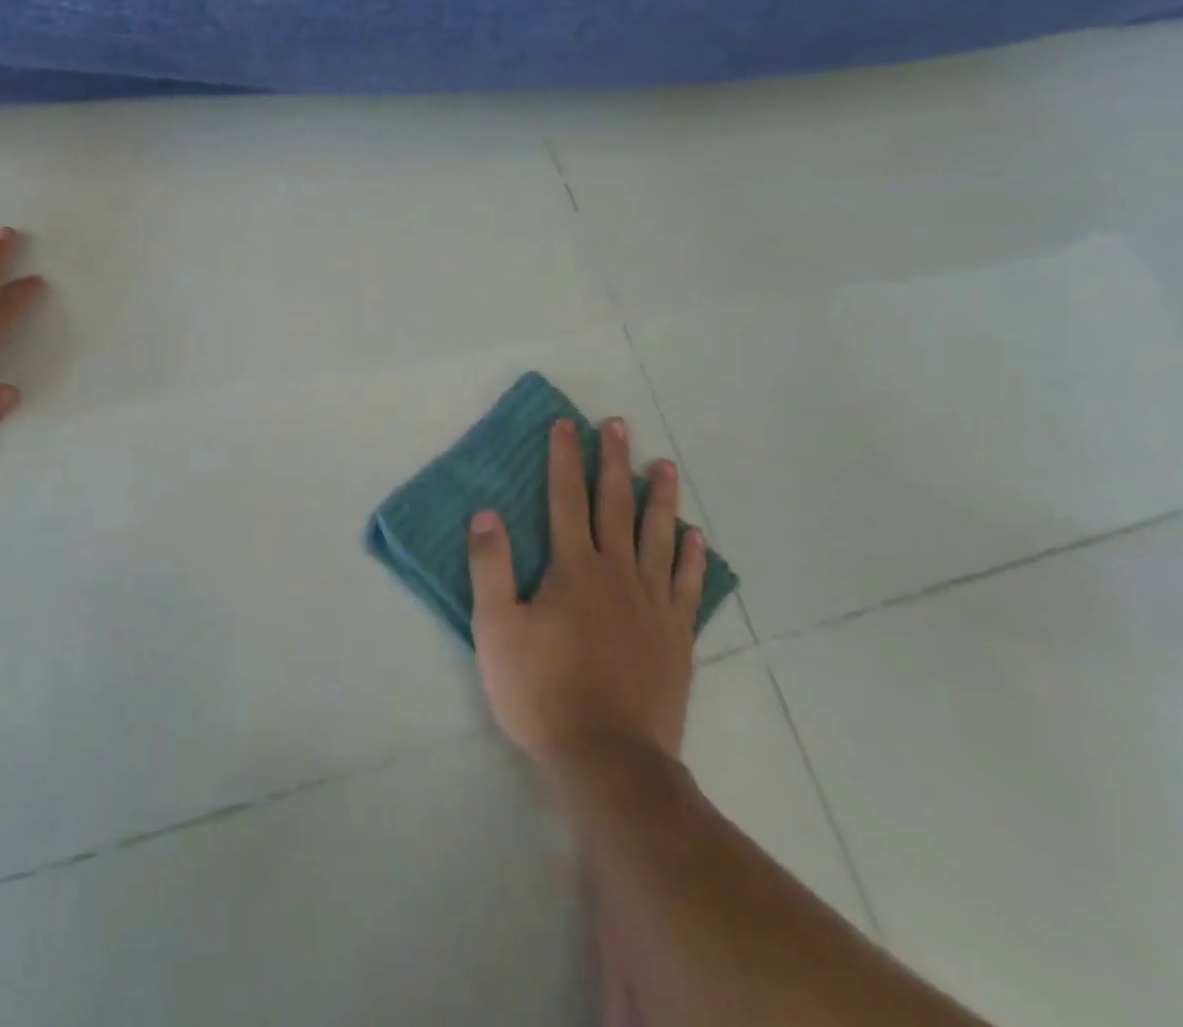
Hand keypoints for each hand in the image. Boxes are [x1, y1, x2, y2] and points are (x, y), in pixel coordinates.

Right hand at [467, 417, 705, 775]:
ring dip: (660, 497)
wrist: (609, 759)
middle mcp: (617, 573)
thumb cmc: (541, 690)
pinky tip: (694, 536)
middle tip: (618, 425)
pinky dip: (690, 556)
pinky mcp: (676, 636)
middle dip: (613, 461)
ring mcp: (652, 604)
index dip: (564, 458)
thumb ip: (490, 566)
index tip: (566, 424)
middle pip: (615, 505)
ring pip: (658, 536)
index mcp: (572, 567)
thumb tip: (488, 513)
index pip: (566, 497)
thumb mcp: (496, 627)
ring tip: (665, 465)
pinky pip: (686, 584)